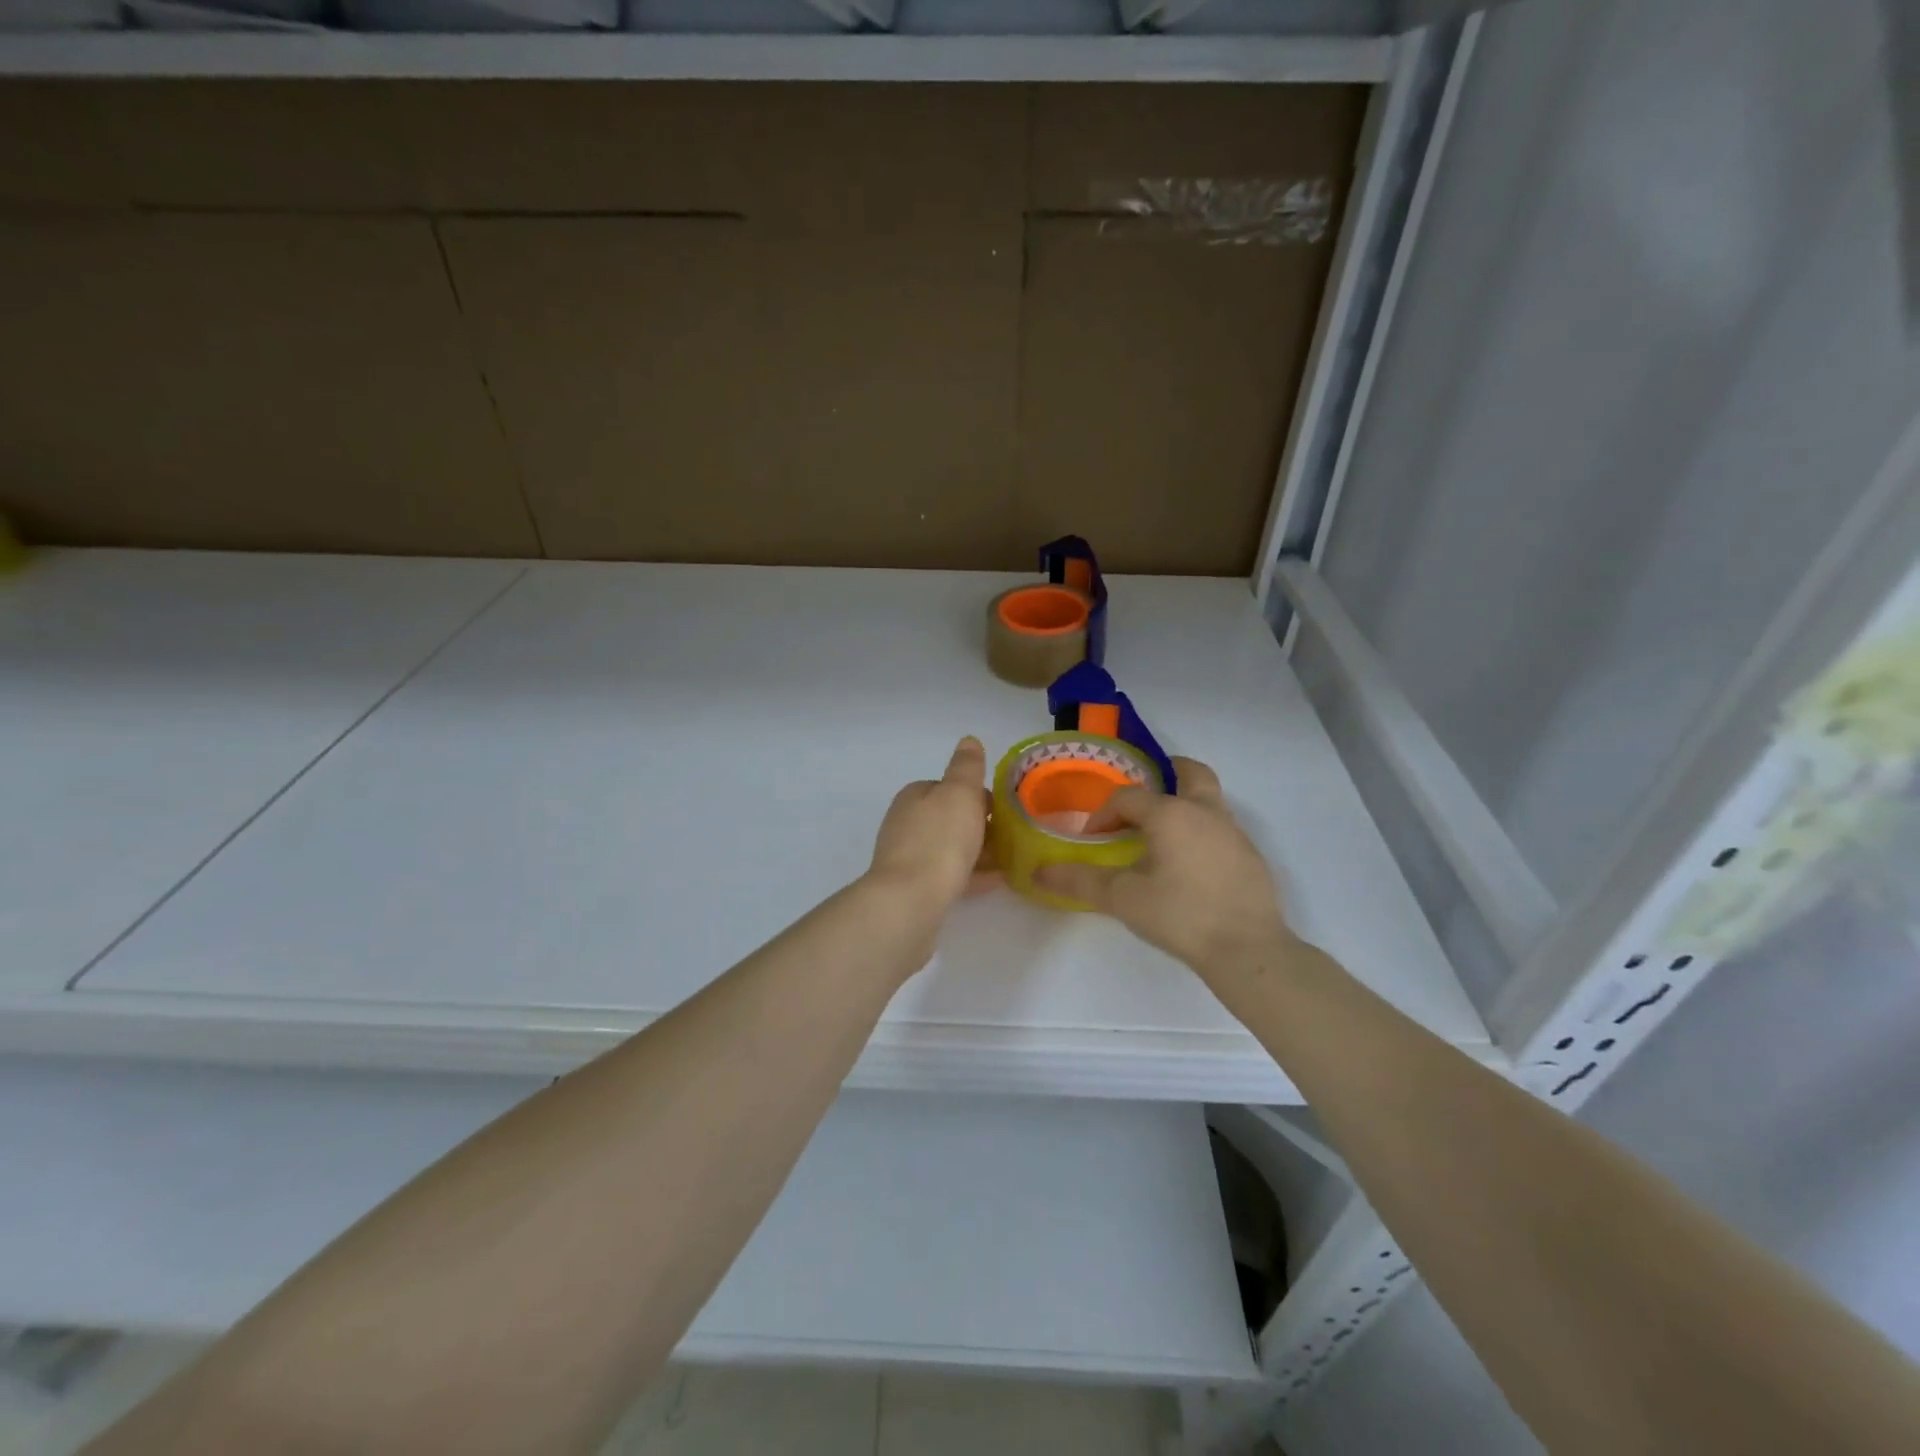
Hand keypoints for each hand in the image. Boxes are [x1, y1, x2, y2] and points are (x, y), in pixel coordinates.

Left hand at [866, 736, 996, 909]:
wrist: (910, 902)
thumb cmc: (939, 841)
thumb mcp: (959, 793)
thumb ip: (966, 767)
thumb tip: (969, 740)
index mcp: (913, 796)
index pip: (948, 787)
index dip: (977, 795)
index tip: (1003, 809)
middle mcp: (905, 823)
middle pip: (949, 818)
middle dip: (979, 825)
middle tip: (1011, 836)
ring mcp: (907, 858)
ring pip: (950, 848)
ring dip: (978, 851)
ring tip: (1009, 859)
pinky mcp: (914, 889)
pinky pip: (949, 875)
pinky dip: (972, 874)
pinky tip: (996, 881)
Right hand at [1033, 757, 1290, 976]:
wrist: (1249, 950)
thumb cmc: (1181, 915)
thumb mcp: (1123, 899)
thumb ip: (1080, 881)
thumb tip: (1039, 872)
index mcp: (1172, 813)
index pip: (1129, 798)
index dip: (1103, 815)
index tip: (1092, 841)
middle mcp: (1206, 812)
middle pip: (1189, 773)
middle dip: (1165, 774)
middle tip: (1144, 795)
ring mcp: (1234, 833)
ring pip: (1208, 801)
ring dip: (1183, 806)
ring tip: (1160, 837)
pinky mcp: (1251, 857)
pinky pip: (1220, 829)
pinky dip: (1200, 833)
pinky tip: (1188, 868)